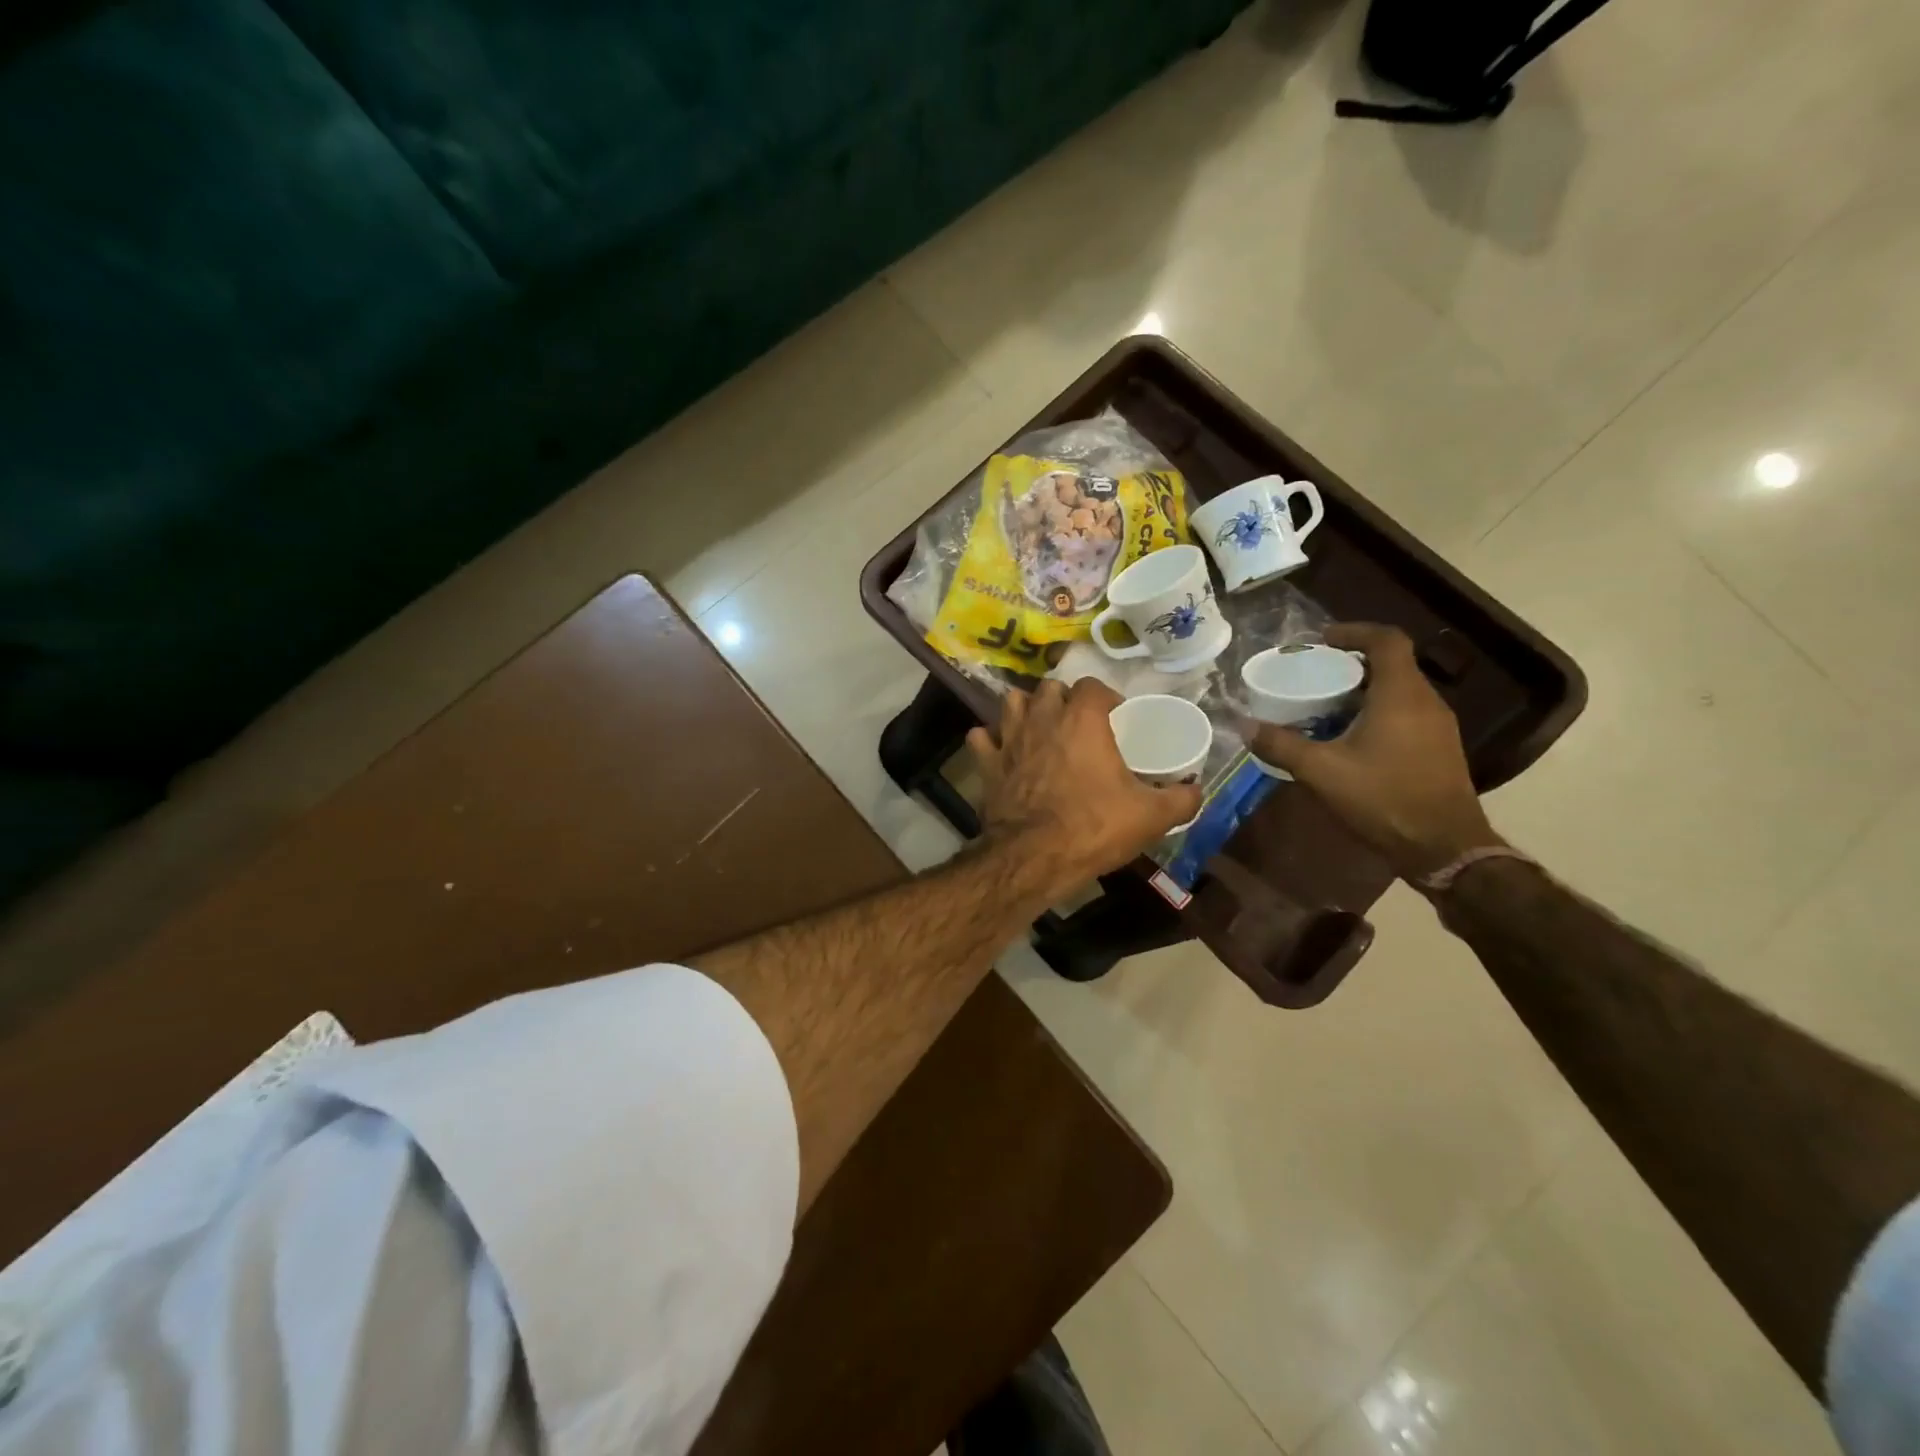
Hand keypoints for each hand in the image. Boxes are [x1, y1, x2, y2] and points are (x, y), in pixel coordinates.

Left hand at [969, 677, 1202, 897]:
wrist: (1034, 857)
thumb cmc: (1094, 827)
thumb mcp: (1151, 816)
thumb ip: (1181, 798)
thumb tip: (1197, 789)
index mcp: (1082, 720)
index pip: (1091, 685)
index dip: (1104, 696)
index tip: (1115, 715)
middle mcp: (1042, 718)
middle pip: (1049, 688)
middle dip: (1063, 698)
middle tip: (1077, 722)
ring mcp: (1009, 739)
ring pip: (1011, 702)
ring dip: (1025, 709)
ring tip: (1038, 728)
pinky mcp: (986, 764)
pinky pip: (980, 737)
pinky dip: (990, 740)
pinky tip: (1002, 751)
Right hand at [1248, 623, 1503, 880]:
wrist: (1444, 847)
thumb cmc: (1384, 798)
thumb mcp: (1322, 771)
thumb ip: (1281, 745)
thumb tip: (1245, 726)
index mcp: (1401, 694)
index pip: (1386, 640)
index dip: (1354, 631)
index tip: (1322, 640)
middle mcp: (1426, 701)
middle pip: (1392, 665)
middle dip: (1352, 664)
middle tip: (1314, 675)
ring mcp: (1438, 727)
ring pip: (1400, 691)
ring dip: (1364, 691)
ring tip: (1325, 706)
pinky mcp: (1440, 749)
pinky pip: (1407, 714)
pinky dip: (1378, 712)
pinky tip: (1351, 738)